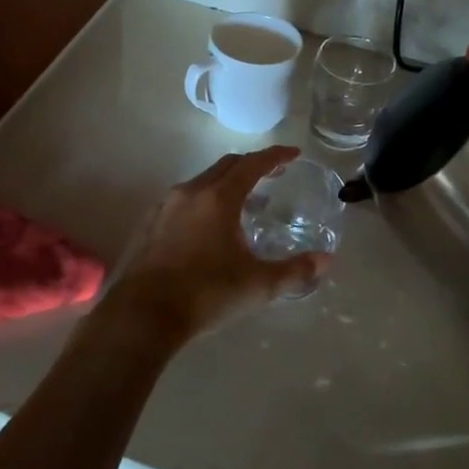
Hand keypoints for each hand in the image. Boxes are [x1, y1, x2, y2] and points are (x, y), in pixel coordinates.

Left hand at [101, 147, 328, 349]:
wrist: (143, 314)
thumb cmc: (206, 293)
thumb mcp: (258, 285)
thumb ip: (294, 271)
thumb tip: (326, 261)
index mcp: (219, 197)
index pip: (253, 164)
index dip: (276, 156)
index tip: (294, 154)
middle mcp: (191, 191)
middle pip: (227, 166)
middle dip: (252, 166)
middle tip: (274, 174)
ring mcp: (166, 206)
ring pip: (203, 182)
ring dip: (227, 184)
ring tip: (246, 203)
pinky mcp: (150, 224)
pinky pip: (185, 200)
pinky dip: (205, 201)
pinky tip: (210, 227)